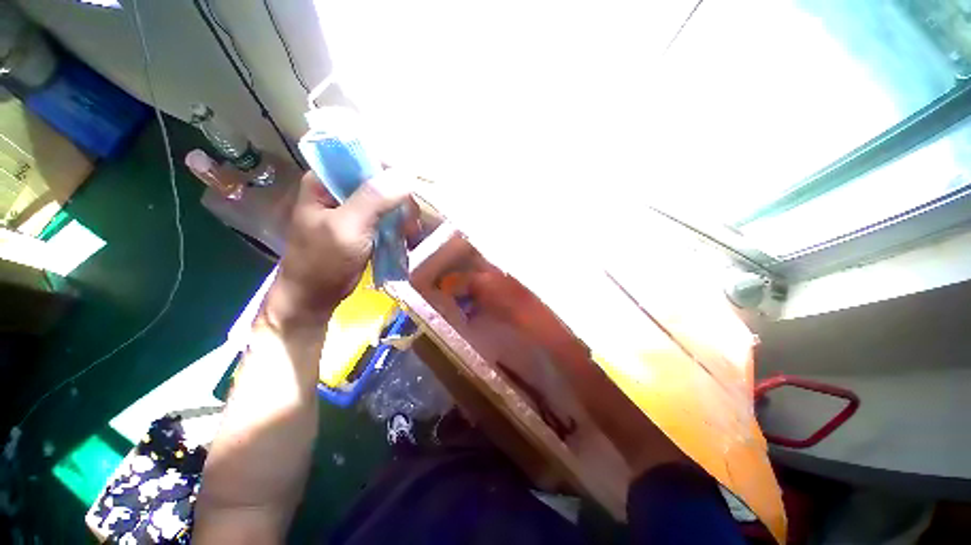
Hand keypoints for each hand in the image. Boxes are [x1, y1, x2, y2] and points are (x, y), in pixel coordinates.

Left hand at [269, 170, 412, 326]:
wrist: (314, 295)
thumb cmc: (323, 261)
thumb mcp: (348, 228)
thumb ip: (374, 200)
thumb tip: (406, 174)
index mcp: (325, 179)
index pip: (361, 156)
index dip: (389, 165)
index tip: (412, 184)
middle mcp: (339, 188)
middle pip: (378, 177)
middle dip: (399, 196)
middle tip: (410, 219)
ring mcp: (352, 207)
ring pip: (387, 197)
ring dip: (402, 212)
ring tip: (409, 231)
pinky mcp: (364, 223)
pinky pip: (387, 214)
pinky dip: (400, 223)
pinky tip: (406, 235)